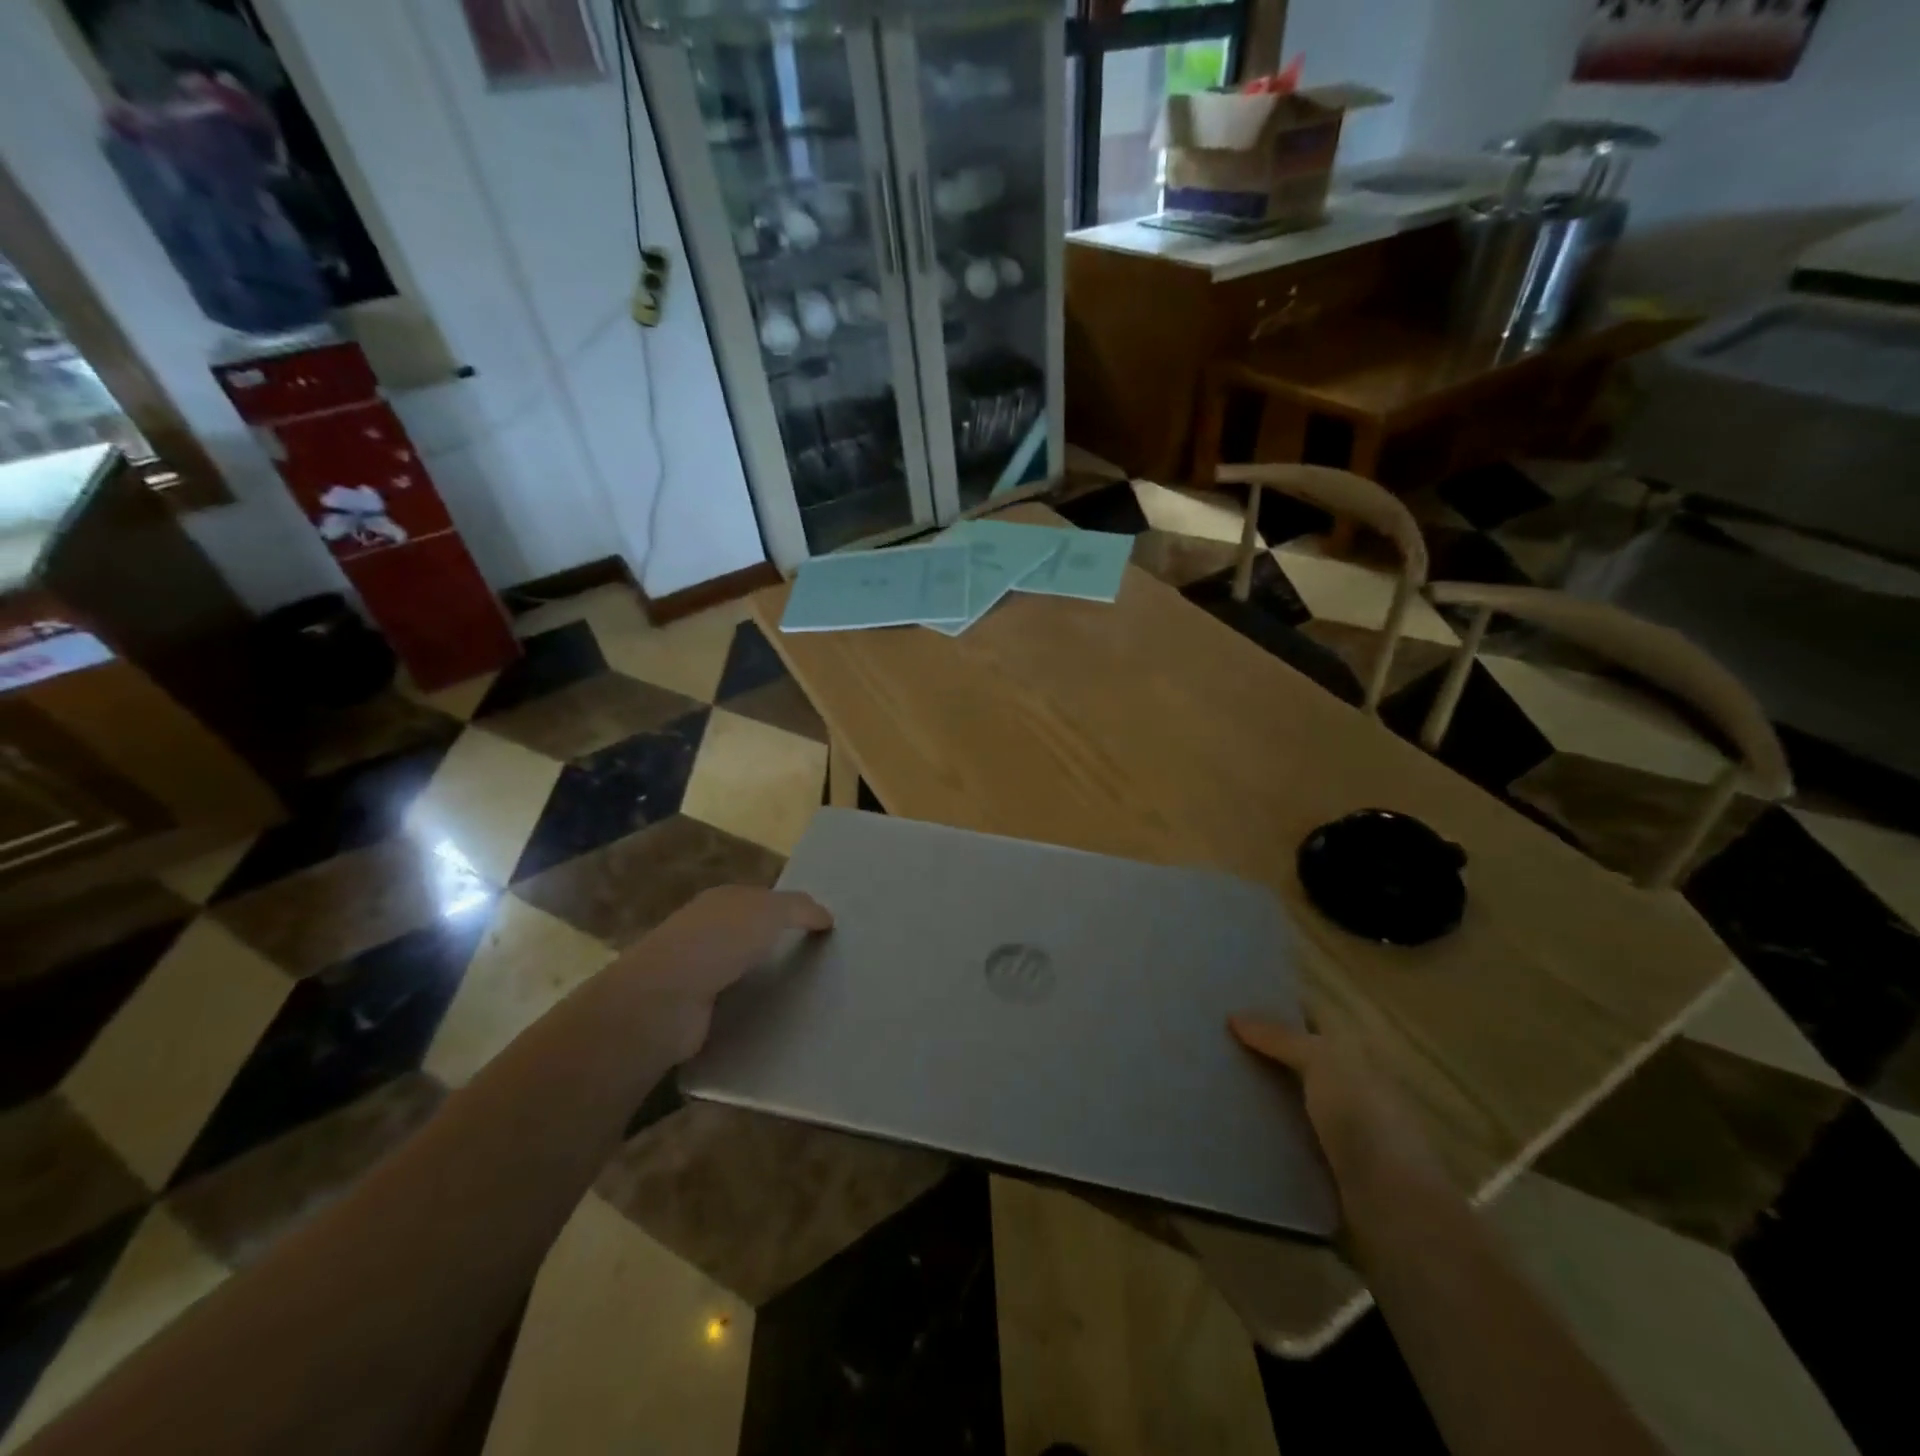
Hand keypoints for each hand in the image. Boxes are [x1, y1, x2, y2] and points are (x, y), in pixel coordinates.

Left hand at [616, 886, 832, 1060]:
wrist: (664, 1000)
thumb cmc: (718, 942)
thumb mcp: (769, 911)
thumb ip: (800, 908)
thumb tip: (826, 916)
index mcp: (722, 901)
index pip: (763, 900)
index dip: (791, 911)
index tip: (823, 929)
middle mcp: (707, 931)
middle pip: (753, 934)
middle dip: (780, 945)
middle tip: (822, 963)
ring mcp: (698, 971)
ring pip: (744, 970)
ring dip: (767, 980)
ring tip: (807, 994)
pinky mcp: (696, 1010)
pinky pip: (735, 1003)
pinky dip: (752, 1008)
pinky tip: (777, 1017)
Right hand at [1230, 1014, 1447, 1204]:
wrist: (1393, 1207)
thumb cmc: (1364, 1120)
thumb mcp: (1322, 1062)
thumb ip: (1280, 1037)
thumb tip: (1235, 1016)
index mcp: (1357, 1054)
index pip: (1313, 1016)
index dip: (1278, 1004)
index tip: (1233, 998)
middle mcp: (1350, 1085)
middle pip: (1298, 1056)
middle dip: (1260, 1046)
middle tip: (1211, 1035)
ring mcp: (1338, 1127)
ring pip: (1288, 1096)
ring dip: (1257, 1089)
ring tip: (1210, 1075)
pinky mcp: (1323, 1164)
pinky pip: (1284, 1134)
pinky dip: (1260, 1128)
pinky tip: (1228, 1121)